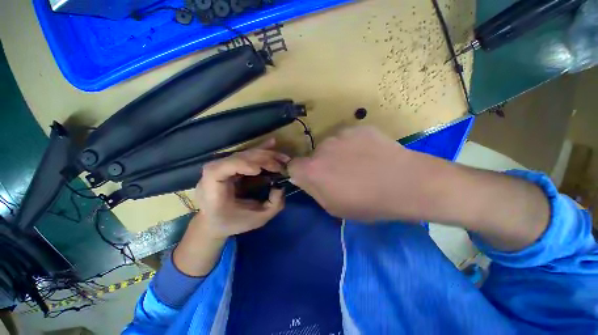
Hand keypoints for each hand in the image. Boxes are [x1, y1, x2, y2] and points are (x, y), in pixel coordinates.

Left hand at [194, 139, 289, 238]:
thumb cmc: (233, 222)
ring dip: (265, 154)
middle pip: (237, 158)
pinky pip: (247, 155)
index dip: (238, 165)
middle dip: (261, 159)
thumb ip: (273, 205)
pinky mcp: (231, 165)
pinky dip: (261, 150)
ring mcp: (222, 167)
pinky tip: (272, 143)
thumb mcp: (257, 220)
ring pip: (244, 154)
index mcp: (212, 190)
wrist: (214, 221)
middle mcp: (214, 174)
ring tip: (282, 158)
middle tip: (280, 165)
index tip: (258, 170)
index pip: (218, 170)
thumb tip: (280, 186)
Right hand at [288, 125, 424, 221]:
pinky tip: (370, 154)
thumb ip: (313, 190)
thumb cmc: (368, 203)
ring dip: (338, 154)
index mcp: (312, 170)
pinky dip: (354, 145)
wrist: (408, 184)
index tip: (312, 179)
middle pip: (313, 155)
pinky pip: (348, 137)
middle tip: (342, 175)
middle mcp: (322, 148)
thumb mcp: (333, 207)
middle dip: (322, 165)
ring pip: (331, 145)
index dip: (300, 173)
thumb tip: (302, 178)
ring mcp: (341, 134)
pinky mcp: (358, 128)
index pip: (292, 166)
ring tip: (359, 164)